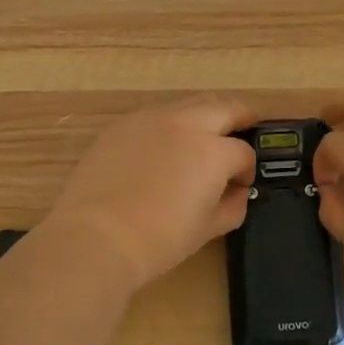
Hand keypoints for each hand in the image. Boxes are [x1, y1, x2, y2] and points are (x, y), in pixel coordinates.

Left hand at [41, 96, 258, 296]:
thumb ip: (232, 205)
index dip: (246, 170)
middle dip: (240, 118)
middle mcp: (186, 123)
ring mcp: (151, 118)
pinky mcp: (123, 124)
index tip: (240, 184)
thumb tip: (237, 192)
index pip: (243, 152)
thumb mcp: (207, 229)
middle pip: (225, 108)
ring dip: (204, 116)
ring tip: (203, 137)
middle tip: (245, 129)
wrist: (97, 237)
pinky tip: (163, 147)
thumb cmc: (159, 240)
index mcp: (213, 151)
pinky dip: (170, 125)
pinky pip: (156, 115)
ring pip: (190, 104)